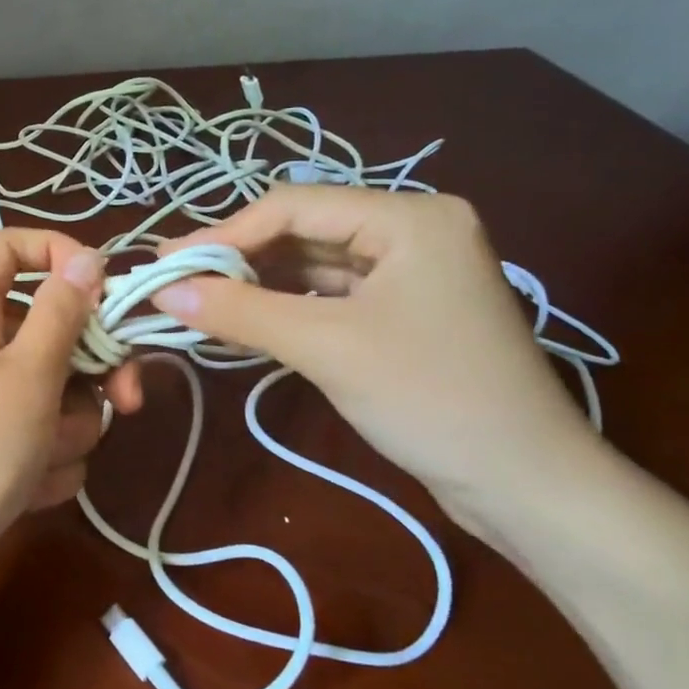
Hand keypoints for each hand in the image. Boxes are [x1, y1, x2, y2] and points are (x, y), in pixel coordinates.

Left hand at [0, 229, 141, 618]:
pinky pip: (45, 438)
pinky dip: (48, 464)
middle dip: (92, 370)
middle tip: (124, 399)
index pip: (8, 247)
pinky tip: (28, 491)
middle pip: (54, 328)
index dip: (56, 252)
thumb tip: (88, 258)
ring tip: (41, 459)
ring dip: (68, 428)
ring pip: (59, 391)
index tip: (104, 289)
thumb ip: (63, 314)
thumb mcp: (27, 375)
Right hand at [149, 187, 599, 531]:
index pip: (294, 206)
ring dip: (257, 286)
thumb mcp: (327, 347)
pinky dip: (285, 309)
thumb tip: (164, 290)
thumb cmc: (430, 398)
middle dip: (238, 260)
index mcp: (409, 217)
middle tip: (176, 284)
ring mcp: (412, 273)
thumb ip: (241, 312)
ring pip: (313, 266)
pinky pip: (330, 297)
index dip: (224, 233)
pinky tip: (244, 323)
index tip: (166, 263)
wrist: (524, 482)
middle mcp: (413, 230)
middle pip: (303, 232)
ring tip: (198, 304)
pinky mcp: (405, 312)